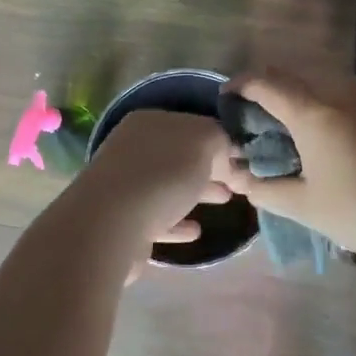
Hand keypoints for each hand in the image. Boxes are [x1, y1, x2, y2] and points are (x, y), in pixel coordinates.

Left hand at [81, 110, 233, 252]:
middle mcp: (132, 150)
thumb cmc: (162, 174)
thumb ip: (220, 139)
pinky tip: (195, 231)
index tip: (243, 156)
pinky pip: (158, 218)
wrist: (112, 224)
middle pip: (179, 156)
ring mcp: (125, 186)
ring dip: (196, 192)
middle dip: (210, 167)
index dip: (219, 139)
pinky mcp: (123, 222)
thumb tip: (224, 152)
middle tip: (238, 180)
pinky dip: (177, 222)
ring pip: (169, 186)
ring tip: (225, 200)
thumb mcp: (203, 142)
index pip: (191, 125)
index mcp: (148, 123)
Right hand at [221, 68, 355, 262]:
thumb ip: (265, 189)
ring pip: (329, 79)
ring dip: (306, 90)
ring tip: (298, 120)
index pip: (267, 83)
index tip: (229, 95)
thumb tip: (238, 180)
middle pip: (298, 73)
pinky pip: (355, 92)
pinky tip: (337, 131)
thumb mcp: (304, 206)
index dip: (243, 84)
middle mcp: (342, 92)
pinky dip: (334, 101)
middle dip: (273, 85)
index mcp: (313, 112)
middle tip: (261, 111)